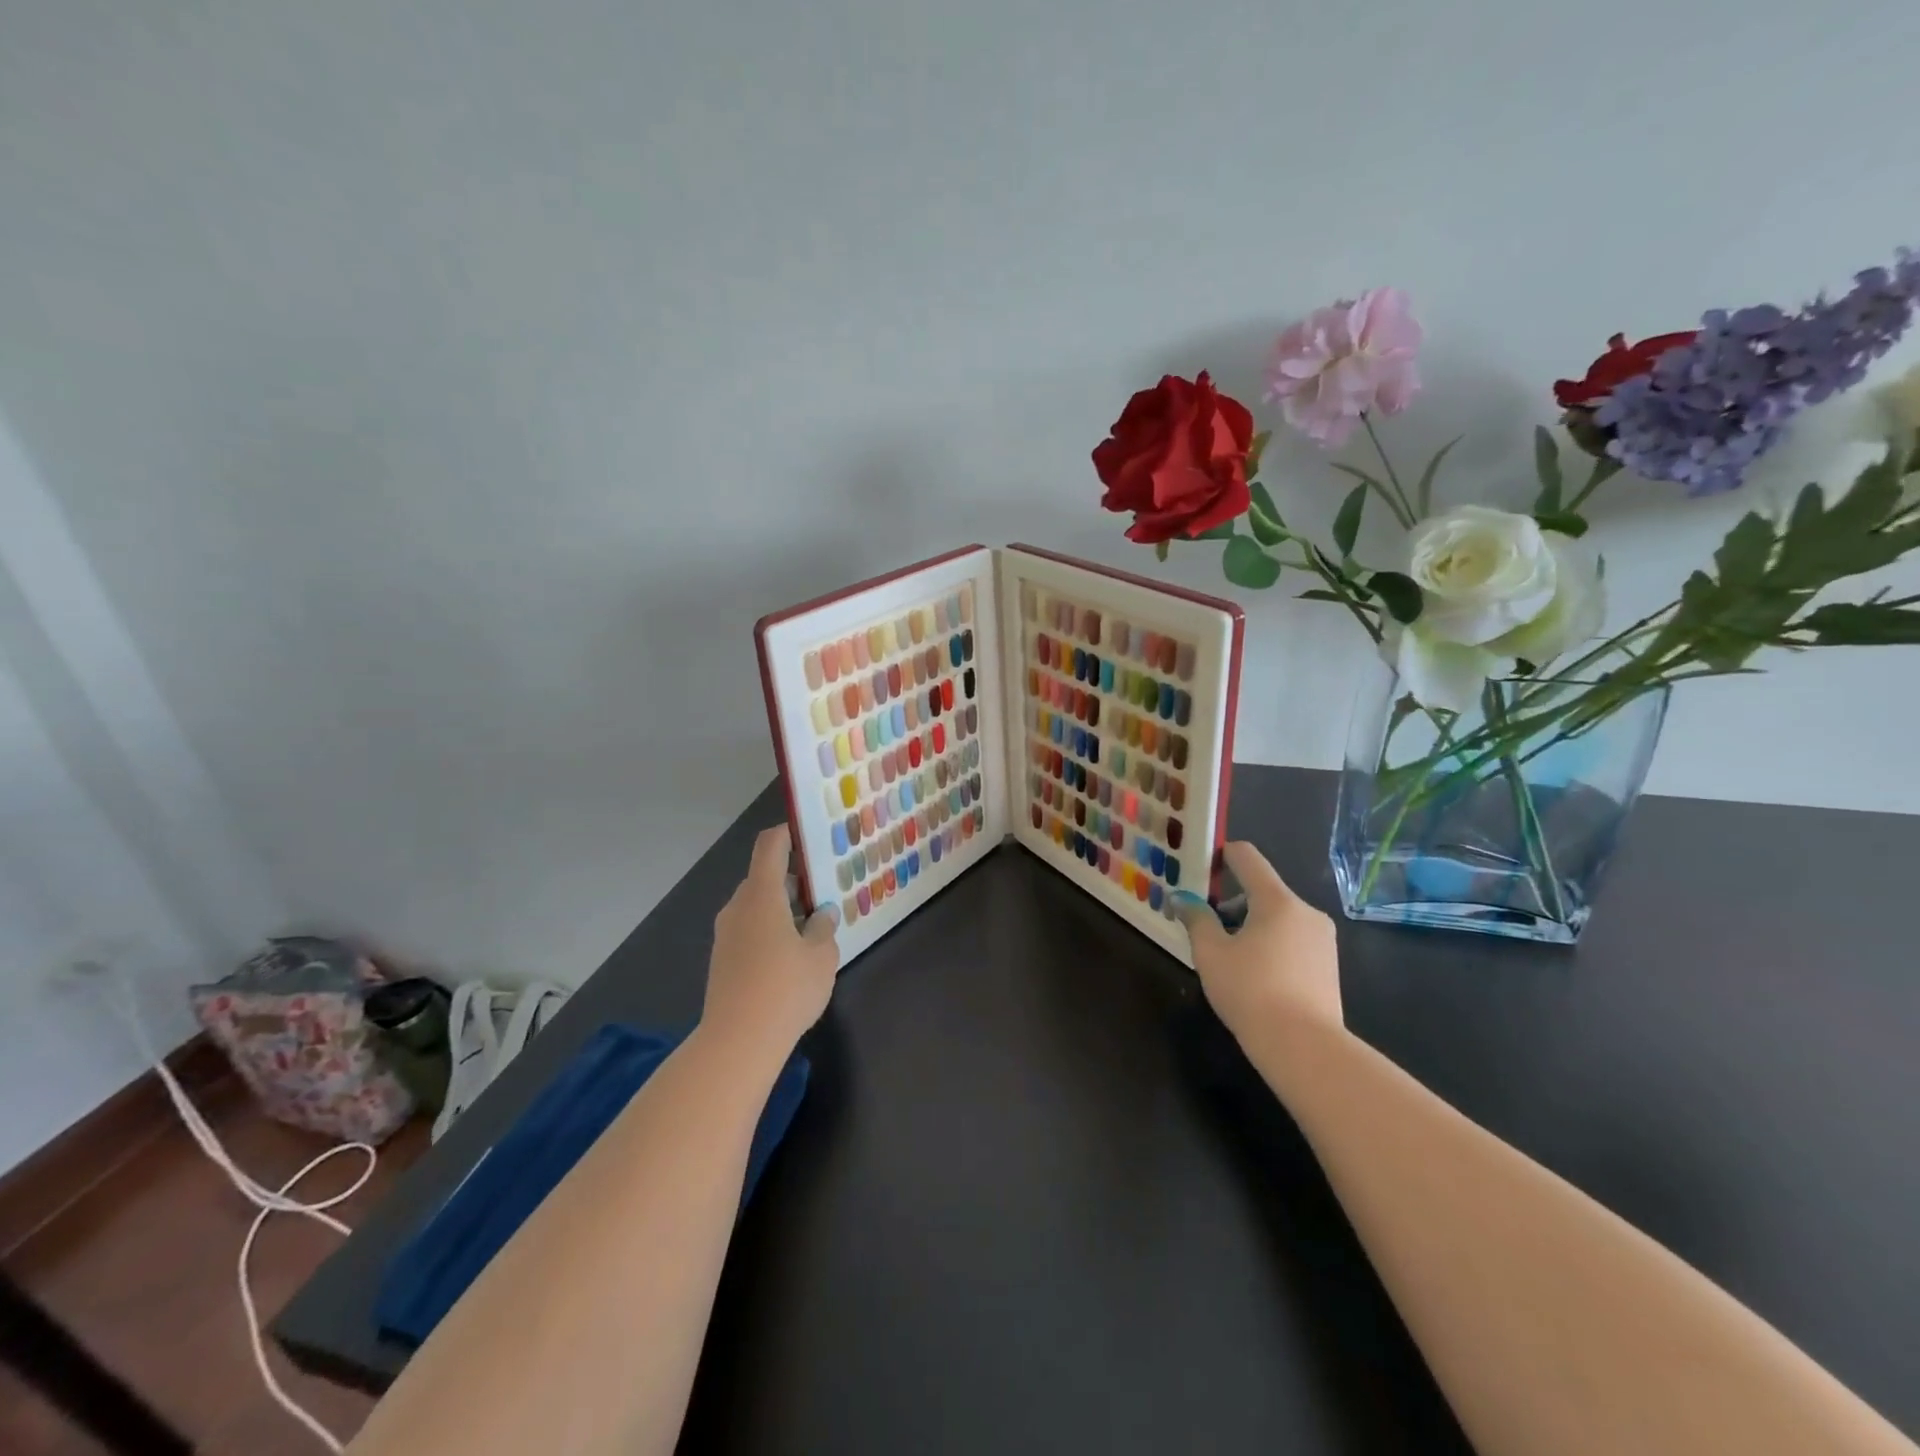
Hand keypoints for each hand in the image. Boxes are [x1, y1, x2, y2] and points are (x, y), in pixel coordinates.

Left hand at [701, 825, 840, 1064]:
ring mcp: (725, 934)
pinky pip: (748, 929)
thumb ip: (824, 928)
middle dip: (792, 879)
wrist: (737, 1043)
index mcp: (762, 895)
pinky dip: (769, 929)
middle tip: (822, 890)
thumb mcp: (821, 956)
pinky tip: (791, 954)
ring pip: (756, 906)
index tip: (808, 835)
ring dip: (781, 907)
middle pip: (763, 877)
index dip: (787, 834)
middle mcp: (738, 907)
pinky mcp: (722, 960)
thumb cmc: (786, 989)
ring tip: (812, 925)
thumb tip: (821, 914)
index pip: (770, 846)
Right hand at [1173, 842, 1342, 1051]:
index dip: (1222, 855)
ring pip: (1278, 918)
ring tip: (1228, 958)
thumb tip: (1182, 898)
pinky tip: (1254, 976)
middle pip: (1262, 891)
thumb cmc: (1251, 991)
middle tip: (1205, 928)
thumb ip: (1196, 918)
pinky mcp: (1329, 966)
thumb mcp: (1210, 953)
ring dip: (1251, 926)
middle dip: (1231, 903)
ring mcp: (1323, 940)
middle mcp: (1306, 912)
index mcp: (1277, 900)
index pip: (1248, 857)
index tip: (1200, 866)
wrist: (1305, 1048)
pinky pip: (1292, 940)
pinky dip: (1270, 945)